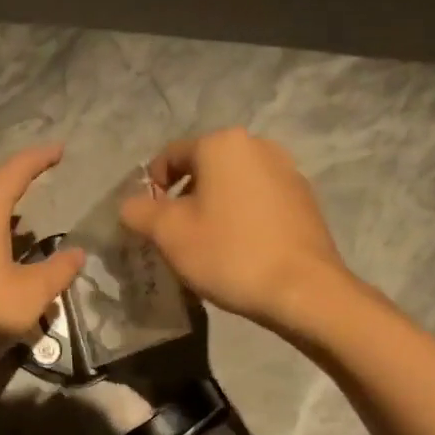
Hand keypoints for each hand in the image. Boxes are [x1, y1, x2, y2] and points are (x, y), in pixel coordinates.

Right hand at [119, 129, 348, 326]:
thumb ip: (139, 211)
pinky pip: (257, 201)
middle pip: (203, 168)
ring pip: (231, 185)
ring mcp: (287, 171)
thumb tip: (131, 204)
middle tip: (173, 237)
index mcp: (221, 144)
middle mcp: (257, 146)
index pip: (169, 156)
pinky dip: (239, 217)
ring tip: (206, 245)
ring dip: (211, 208)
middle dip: (182, 199)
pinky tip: (238, 250)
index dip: (149, 188)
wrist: (302, 289)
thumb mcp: (168, 234)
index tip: (146, 222)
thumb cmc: (228, 253)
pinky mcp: (303, 199)